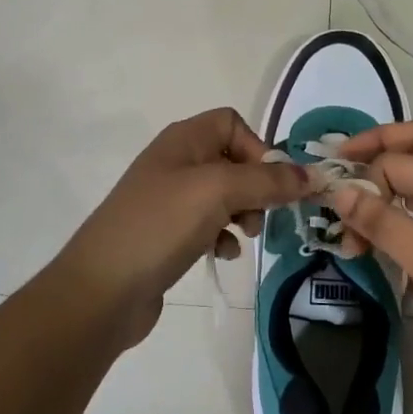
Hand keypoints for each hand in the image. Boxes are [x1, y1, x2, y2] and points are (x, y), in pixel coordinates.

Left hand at [52, 108, 306, 346]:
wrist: (101, 290)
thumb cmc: (159, 226)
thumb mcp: (218, 192)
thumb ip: (267, 179)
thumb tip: (311, 175)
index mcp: (183, 140)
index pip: (233, 123)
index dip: (258, 148)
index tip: (272, 183)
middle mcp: (176, 162)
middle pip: (233, 160)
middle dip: (256, 186)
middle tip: (259, 216)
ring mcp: (169, 199)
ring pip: (225, 195)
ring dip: (243, 213)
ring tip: (243, 237)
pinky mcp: (167, 233)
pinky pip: (209, 224)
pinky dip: (222, 235)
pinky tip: (221, 254)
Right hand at [328, 121, 412, 403]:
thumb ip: (387, 225)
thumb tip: (340, 190)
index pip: (403, 161)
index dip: (366, 177)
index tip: (334, 211)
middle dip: (383, 146)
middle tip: (344, 162)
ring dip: (395, 182)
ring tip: (360, 208)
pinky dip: (410, 212)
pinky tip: (392, 240)